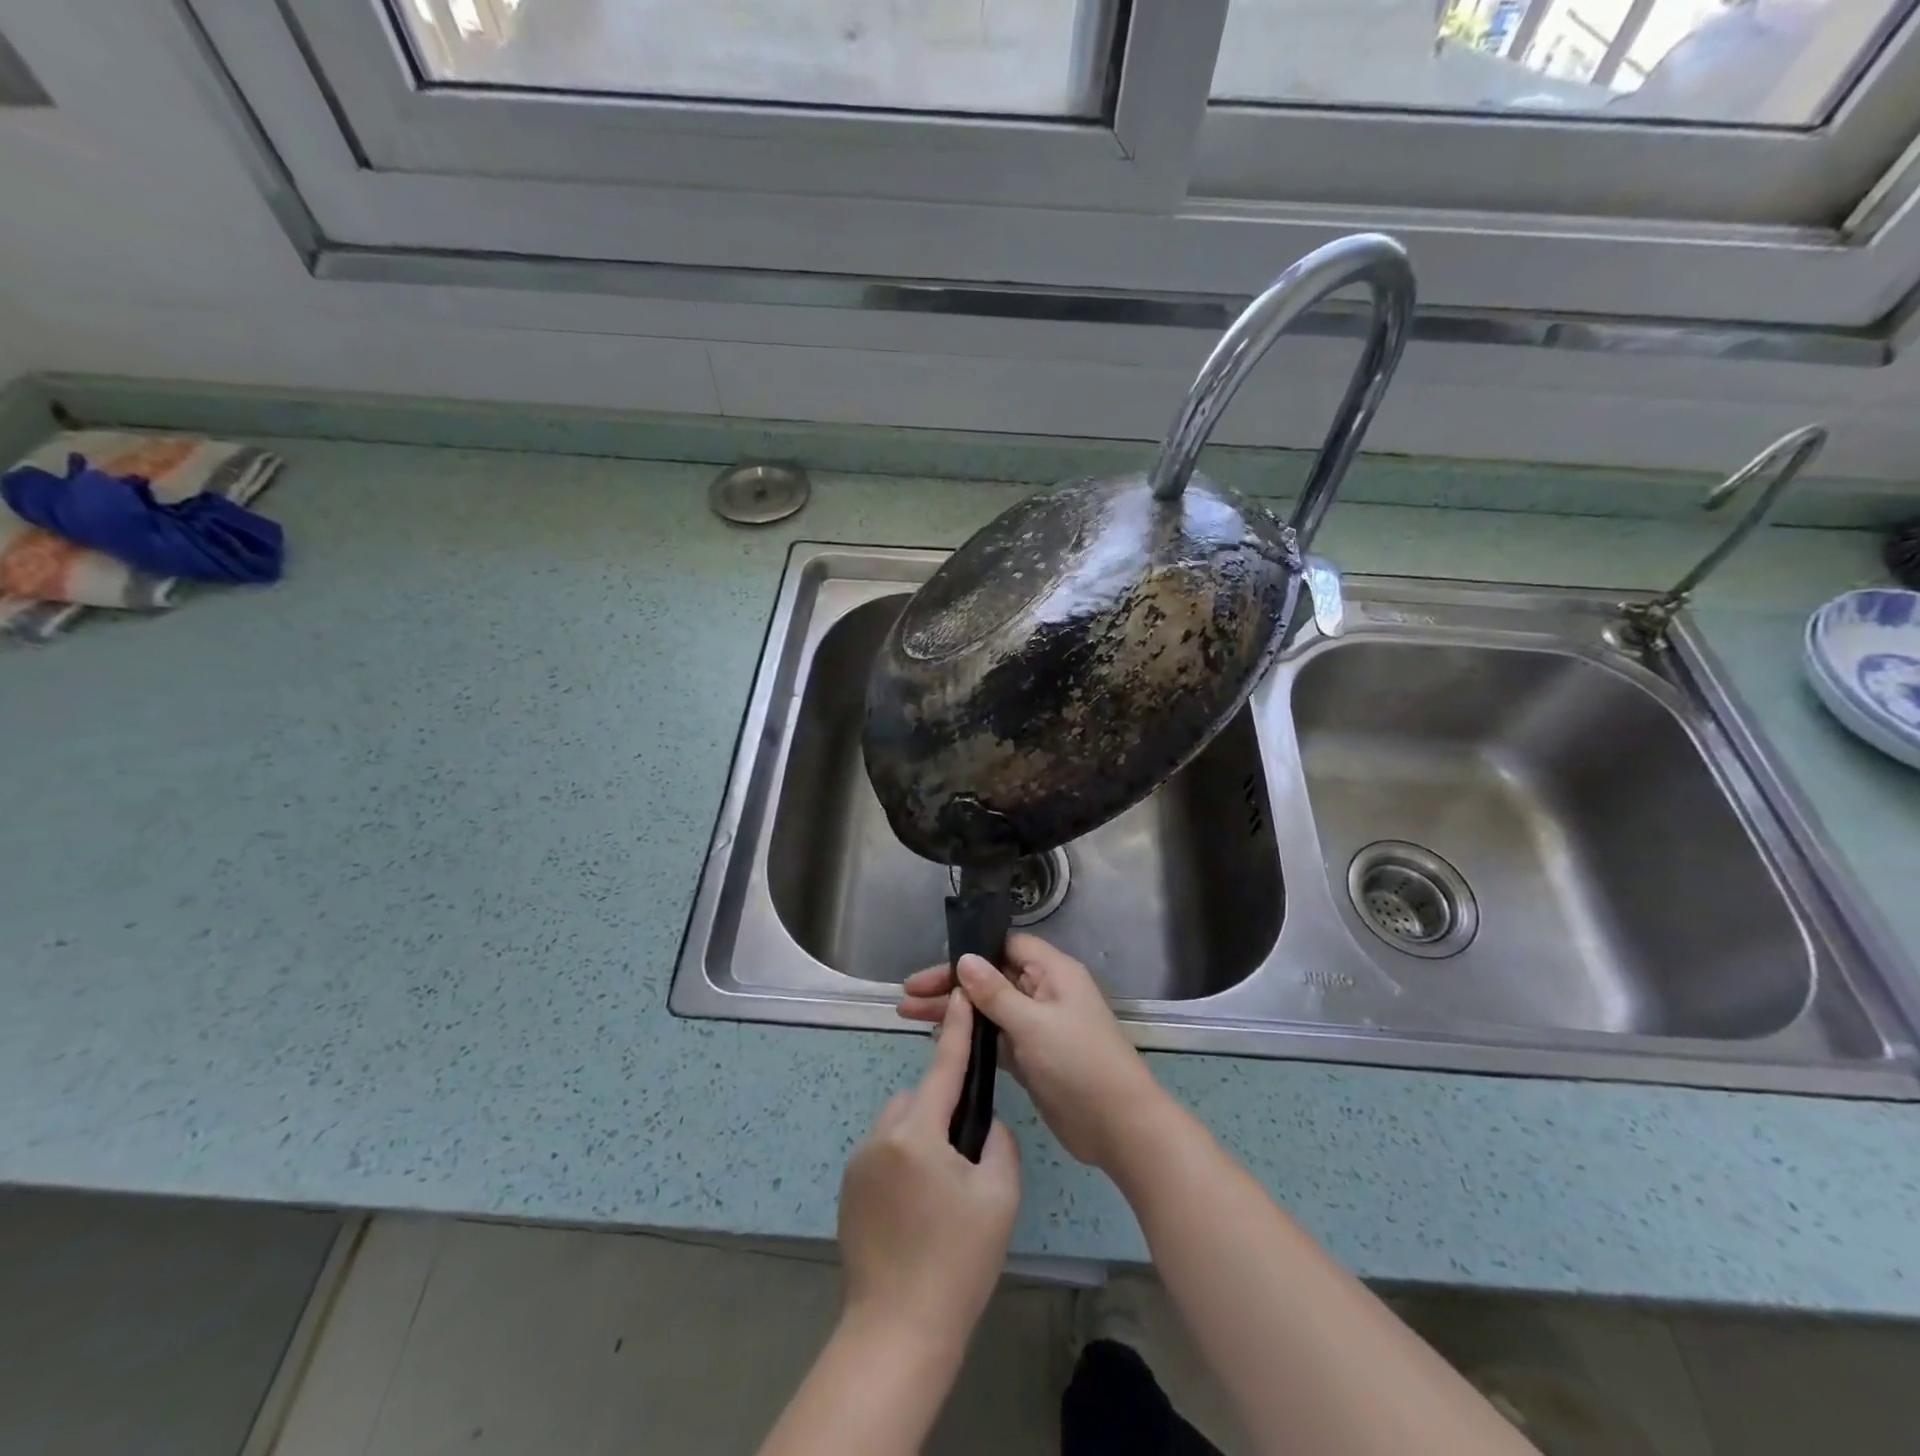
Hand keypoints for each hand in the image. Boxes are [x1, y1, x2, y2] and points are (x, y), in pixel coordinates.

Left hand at [839, 988, 1019, 1359]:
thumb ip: (997, 1142)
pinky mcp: (848, 1187)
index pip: (943, 1067)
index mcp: (918, 1132)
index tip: (962, 995)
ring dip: (921, 1134)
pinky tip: (917, 1206)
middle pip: (920, 1097)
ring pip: (900, 1123)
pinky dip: (903, 1159)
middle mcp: (881, 1135)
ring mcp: (859, 1161)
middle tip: (966, 1156)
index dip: (956, 1029)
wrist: (898, 1332)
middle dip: (943, 1108)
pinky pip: (883, 1150)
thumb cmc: (957, 1263)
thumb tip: (983, 1123)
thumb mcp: (999, 1197)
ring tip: (942, 1188)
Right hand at [899, 933, 1167, 1174]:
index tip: (932, 968)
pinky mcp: (1031, 1056)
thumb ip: (995, 993)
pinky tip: (940, 1039)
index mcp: (1053, 972)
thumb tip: (964, 959)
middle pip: (990, 978)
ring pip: (988, 1009)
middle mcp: (1044, 992)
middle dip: (950, 985)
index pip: (1005, 947)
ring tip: (908, 1014)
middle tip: (907, 995)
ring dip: (953, 1011)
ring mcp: (1037, 1025)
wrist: (1119, 1127)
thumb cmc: (1079, 1063)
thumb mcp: (1033, 1024)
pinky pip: (995, 1036)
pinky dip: (969, 1036)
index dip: (970, 953)